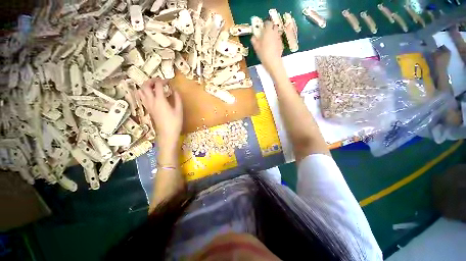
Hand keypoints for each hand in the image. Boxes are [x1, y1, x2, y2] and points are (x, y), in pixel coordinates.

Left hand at [137, 78, 182, 147]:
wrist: (167, 133)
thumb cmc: (175, 122)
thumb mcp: (179, 110)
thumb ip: (177, 98)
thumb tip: (175, 90)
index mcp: (160, 100)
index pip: (158, 85)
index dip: (163, 80)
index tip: (169, 81)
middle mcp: (151, 101)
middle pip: (145, 86)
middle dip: (151, 80)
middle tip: (159, 81)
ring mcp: (148, 105)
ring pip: (141, 91)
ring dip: (146, 86)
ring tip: (154, 86)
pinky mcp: (148, 109)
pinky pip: (142, 97)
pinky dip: (144, 92)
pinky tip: (151, 94)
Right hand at [251, 21, 283, 74]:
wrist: (273, 62)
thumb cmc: (263, 54)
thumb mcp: (256, 48)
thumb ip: (254, 41)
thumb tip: (253, 37)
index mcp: (268, 31)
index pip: (268, 23)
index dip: (265, 24)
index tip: (262, 27)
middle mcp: (275, 33)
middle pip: (274, 26)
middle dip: (270, 28)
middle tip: (265, 33)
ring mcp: (279, 38)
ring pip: (276, 33)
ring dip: (273, 34)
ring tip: (268, 40)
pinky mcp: (281, 44)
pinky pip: (278, 39)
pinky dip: (275, 41)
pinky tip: (272, 47)